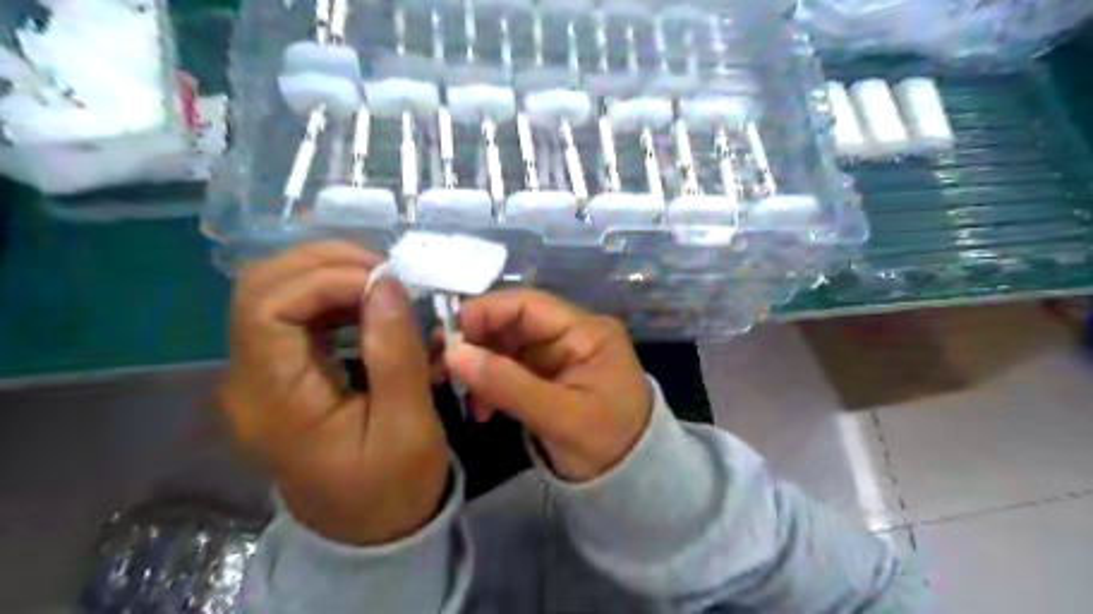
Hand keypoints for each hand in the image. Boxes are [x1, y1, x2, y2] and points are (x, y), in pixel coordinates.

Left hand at [219, 241, 449, 542]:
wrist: (369, 532)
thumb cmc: (392, 486)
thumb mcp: (407, 425)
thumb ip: (396, 353)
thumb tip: (386, 284)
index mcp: (272, 402)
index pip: (266, 307)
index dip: (324, 278)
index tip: (384, 282)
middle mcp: (248, 381)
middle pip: (259, 288)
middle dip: (324, 264)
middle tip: (386, 271)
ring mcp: (261, 375)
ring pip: (274, 293)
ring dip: (329, 274)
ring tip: (383, 283)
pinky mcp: (281, 373)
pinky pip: (295, 314)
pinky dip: (333, 295)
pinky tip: (369, 303)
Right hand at [443, 291, 646, 481]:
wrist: (633, 482)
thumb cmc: (608, 445)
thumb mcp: (561, 417)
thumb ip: (508, 384)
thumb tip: (454, 353)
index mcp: (586, 332)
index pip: (528, 304)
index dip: (484, 312)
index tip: (445, 337)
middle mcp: (571, 335)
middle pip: (513, 323)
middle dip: (475, 341)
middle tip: (440, 367)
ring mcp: (559, 356)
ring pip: (506, 346)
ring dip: (479, 366)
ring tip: (458, 394)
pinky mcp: (548, 378)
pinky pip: (510, 369)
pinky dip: (490, 384)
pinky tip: (479, 409)